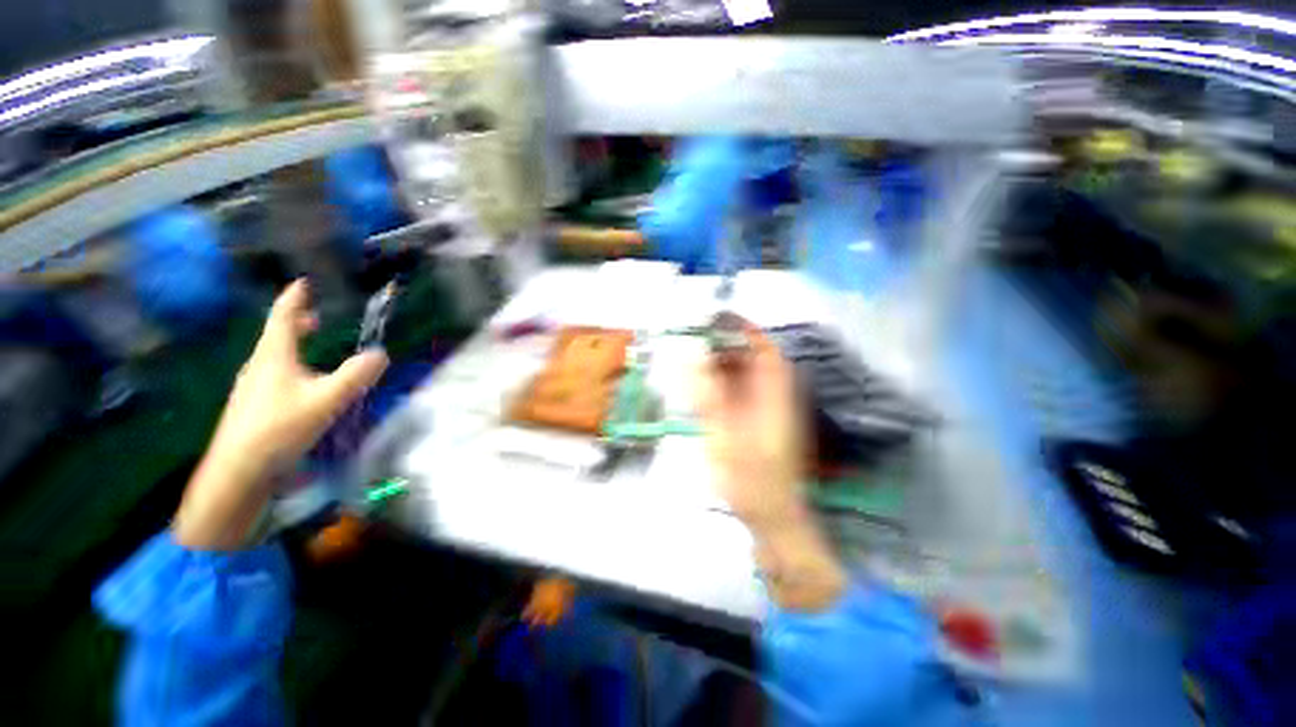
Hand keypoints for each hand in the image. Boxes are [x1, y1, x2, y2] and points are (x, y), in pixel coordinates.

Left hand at [174, 280, 387, 549]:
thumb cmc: (279, 428)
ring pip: (273, 355)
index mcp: (274, 356)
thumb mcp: (326, 400)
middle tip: (313, 314)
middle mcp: (259, 366)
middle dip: (294, 321)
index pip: (283, 317)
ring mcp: (252, 386)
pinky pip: (273, 373)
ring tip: (310, 344)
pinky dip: (289, 365)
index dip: (294, 298)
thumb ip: (356, 376)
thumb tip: (380, 354)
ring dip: (292, 343)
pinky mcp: (252, 406)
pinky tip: (301, 383)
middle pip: (276, 335)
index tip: (302, 283)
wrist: (237, 472)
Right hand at [694, 323, 805, 527]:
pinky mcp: (757, 425)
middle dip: (727, 347)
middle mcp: (773, 399)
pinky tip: (703, 389)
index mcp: (774, 398)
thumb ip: (709, 398)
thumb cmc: (752, 480)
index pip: (766, 353)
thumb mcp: (727, 438)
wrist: (771, 518)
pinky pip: (739, 396)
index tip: (720, 320)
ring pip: (745, 379)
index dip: (746, 332)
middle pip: (754, 362)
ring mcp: (766, 413)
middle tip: (697, 341)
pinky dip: (721, 387)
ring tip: (695, 360)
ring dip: (722, 366)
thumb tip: (693, 360)